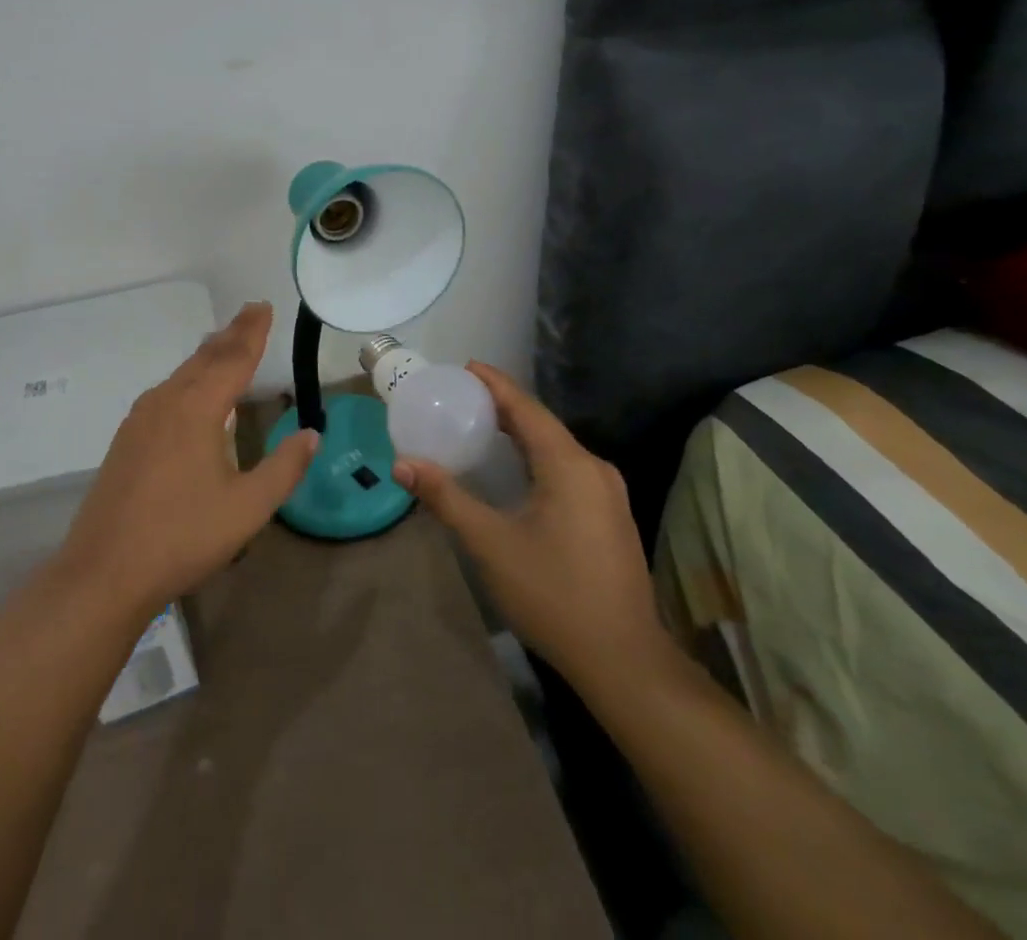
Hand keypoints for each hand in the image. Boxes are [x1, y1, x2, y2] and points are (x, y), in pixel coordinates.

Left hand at [57, 302, 317, 618]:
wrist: (105, 570)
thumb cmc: (183, 536)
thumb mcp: (247, 507)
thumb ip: (284, 467)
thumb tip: (312, 434)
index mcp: (197, 408)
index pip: (233, 359)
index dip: (252, 332)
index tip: (264, 306)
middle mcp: (167, 401)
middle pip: (205, 357)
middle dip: (231, 334)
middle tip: (252, 313)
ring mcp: (141, 419)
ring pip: (182, 373)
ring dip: (209, 355)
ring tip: (227, 343)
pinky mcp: (127, 438)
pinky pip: (166, 392)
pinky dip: (189, 378)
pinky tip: (191, 392)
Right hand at [393, 362, 672, 703]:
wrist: (623, 660)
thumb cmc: (553, 594)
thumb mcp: (490, 543)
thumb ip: (446, 498)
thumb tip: (402, 464)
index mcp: (569, 465)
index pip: (526, 409)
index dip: (495, 384)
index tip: (466, 366)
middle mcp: (594, 469)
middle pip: (542, 424)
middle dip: (503, 406)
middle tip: (462, 396)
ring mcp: (608, 494)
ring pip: (557, 447)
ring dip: (520, 432)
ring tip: (482, 423)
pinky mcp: (610, 516)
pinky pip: (567, 468)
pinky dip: (536, 456)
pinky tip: (516, 467)